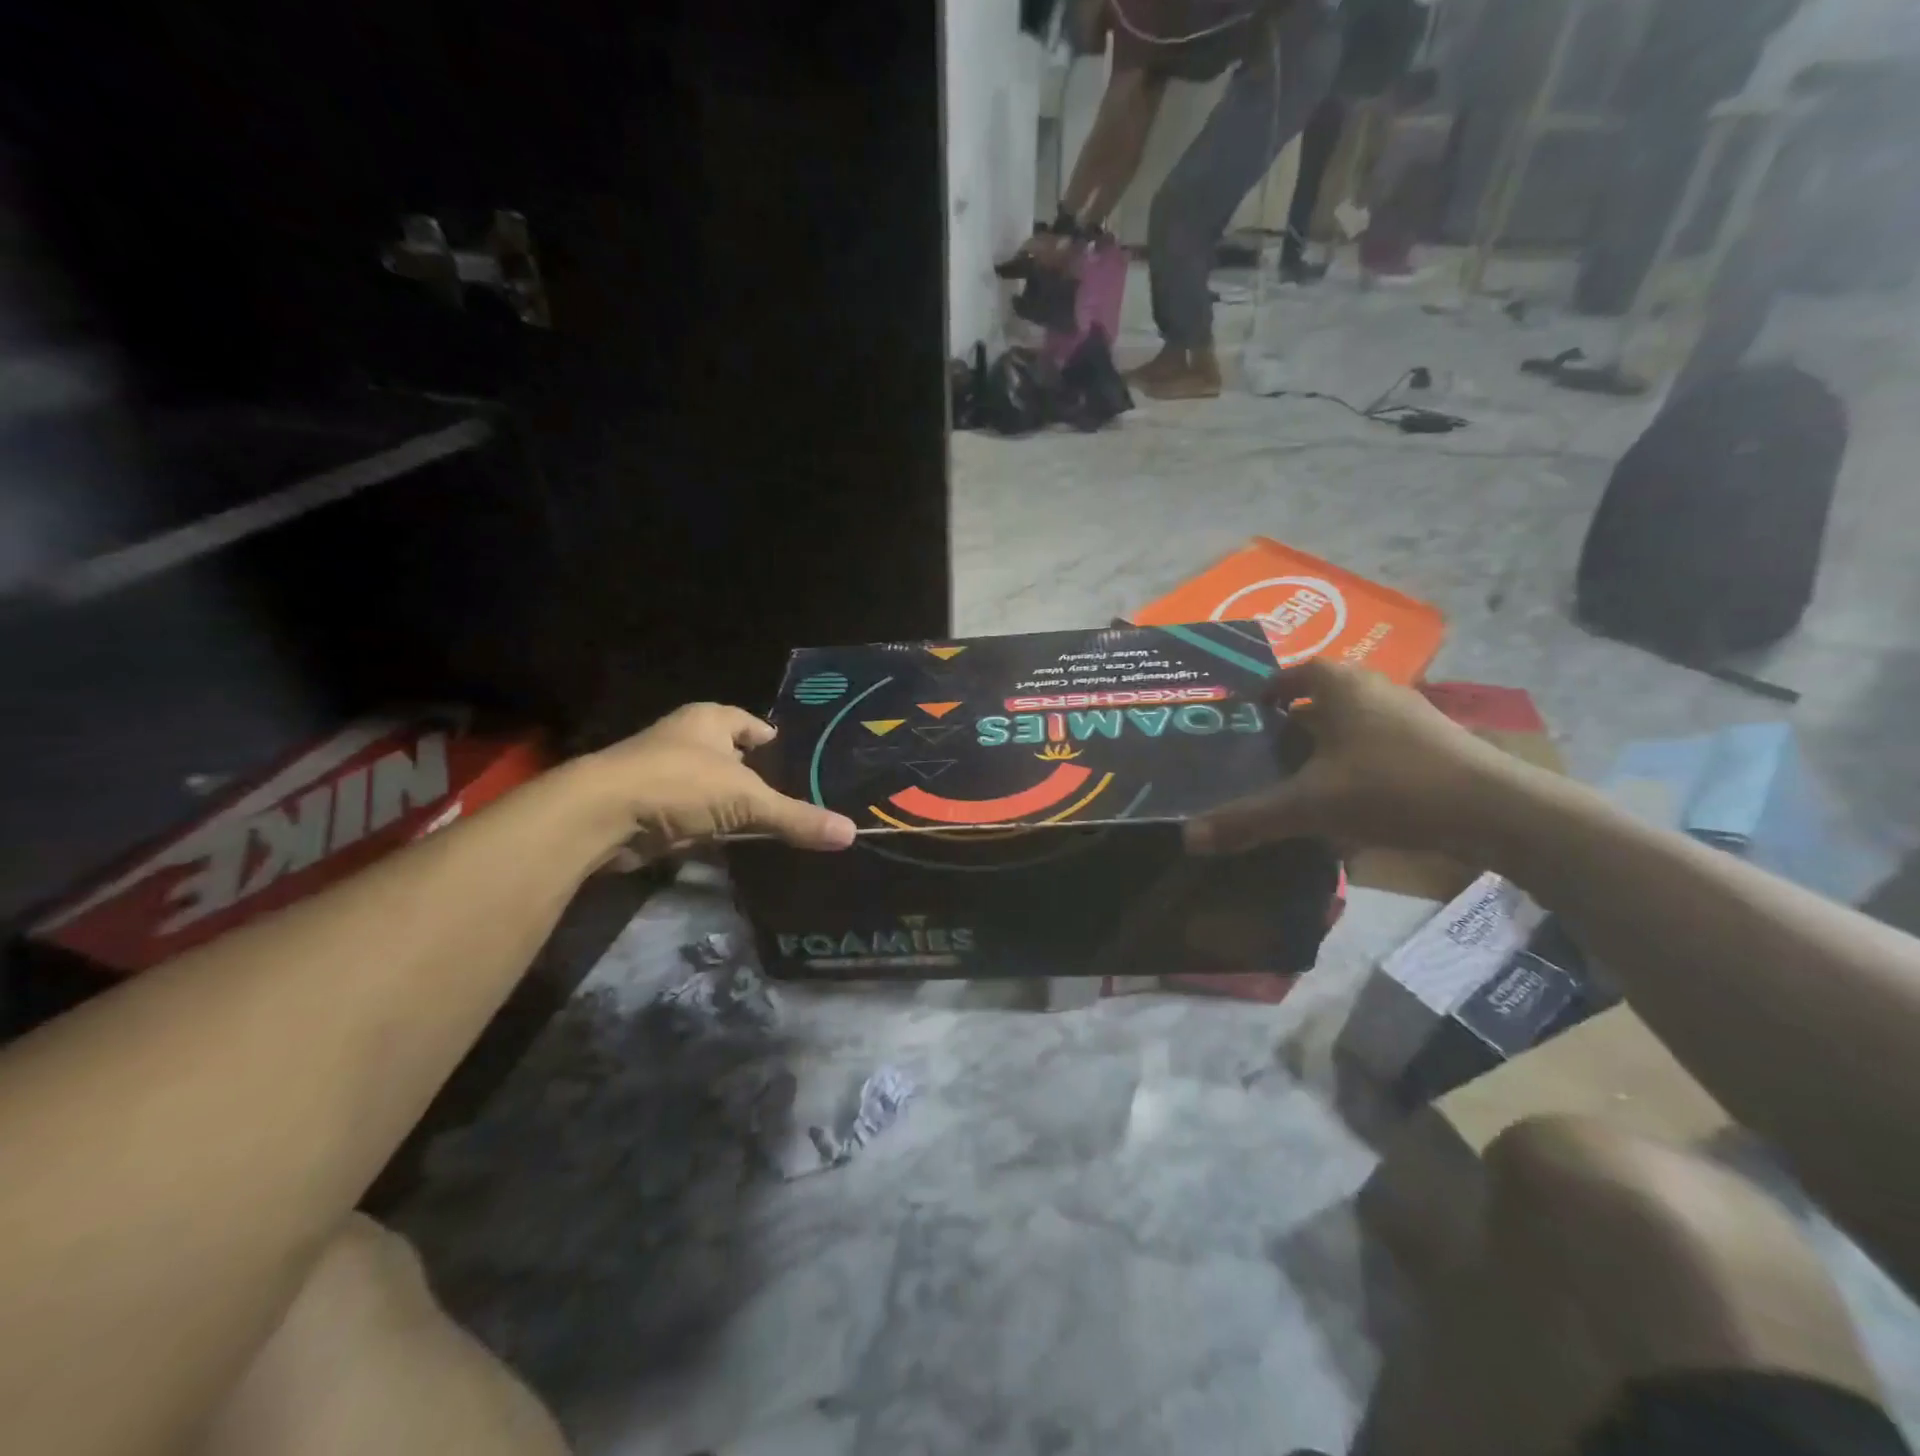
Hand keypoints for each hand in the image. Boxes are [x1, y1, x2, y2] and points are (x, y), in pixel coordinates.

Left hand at [577, 703, 855, 863]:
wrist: (602, 816)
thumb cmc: (679, 783)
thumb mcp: (747, 800)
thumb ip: (796, 817)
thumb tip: (850, 833)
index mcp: (708, 721)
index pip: (749, 722)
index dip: (769, 737)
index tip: (793, 755)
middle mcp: (684, 740)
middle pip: (729, 755)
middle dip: (753, 773)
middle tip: (791, 793)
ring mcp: (663, 775)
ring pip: (709, 788)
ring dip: (730, 804)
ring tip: (767, 821)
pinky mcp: (649, 809)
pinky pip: (692, 817)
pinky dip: (710, 829)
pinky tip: (733, 844)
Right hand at [1187, 660, 1519, 857]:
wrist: (1497, 811)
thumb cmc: (1391, 787)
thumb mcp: (1309, 806)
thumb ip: (1248, 819)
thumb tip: (1188, 838)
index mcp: (1339, 684)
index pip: (1288, 673)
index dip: (1262, 694)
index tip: (1241, 722)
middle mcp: (1372, 686)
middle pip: (1316, 697)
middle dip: (1287, 722)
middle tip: (1258, 753)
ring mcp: (1407, 712)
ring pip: (1347, 721)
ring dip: (1321, 743)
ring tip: (1293, 777)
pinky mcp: (1430, 741)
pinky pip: (1373, 742)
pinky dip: (1350, 760)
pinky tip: (1342, 797)